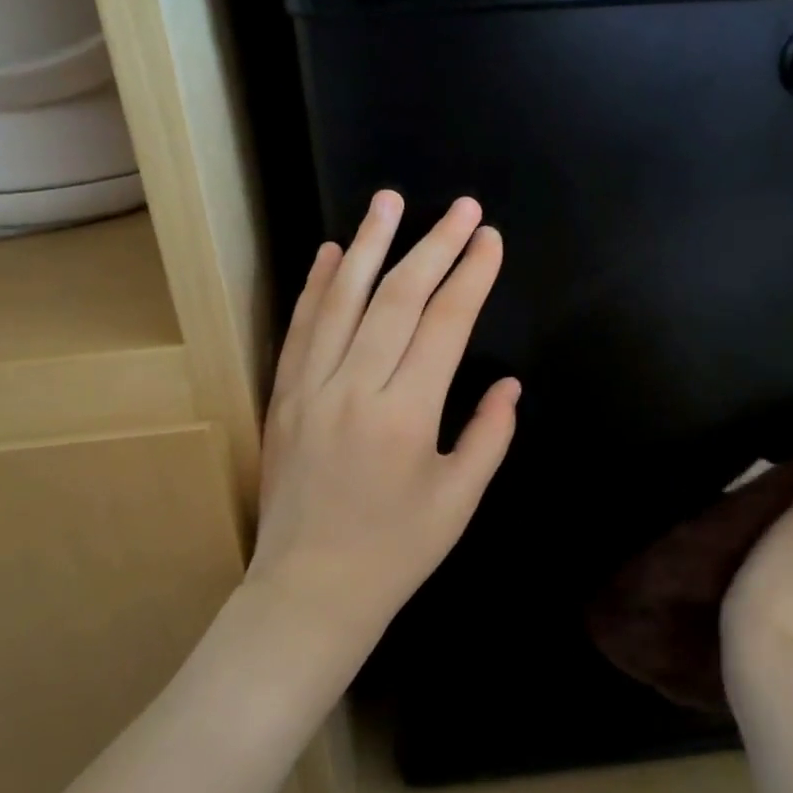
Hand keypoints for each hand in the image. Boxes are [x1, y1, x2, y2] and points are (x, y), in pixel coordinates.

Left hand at [247, 190, 519, 666]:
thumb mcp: (459, 500)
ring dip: (368, 244)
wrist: (309, 592)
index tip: (490, 238)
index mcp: (405, 414)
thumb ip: (489, 435)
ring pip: (341, 299)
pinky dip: (315, 286)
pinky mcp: (283, 396)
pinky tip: (328, 251)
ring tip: (389, 201)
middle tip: (461, 207)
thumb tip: (510, 386)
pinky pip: (300, 329)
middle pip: (397, 297)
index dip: (471, 275)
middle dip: (434, 245)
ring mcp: (310, 388)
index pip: (445, 324)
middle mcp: (354, 388)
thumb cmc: (395, 552)